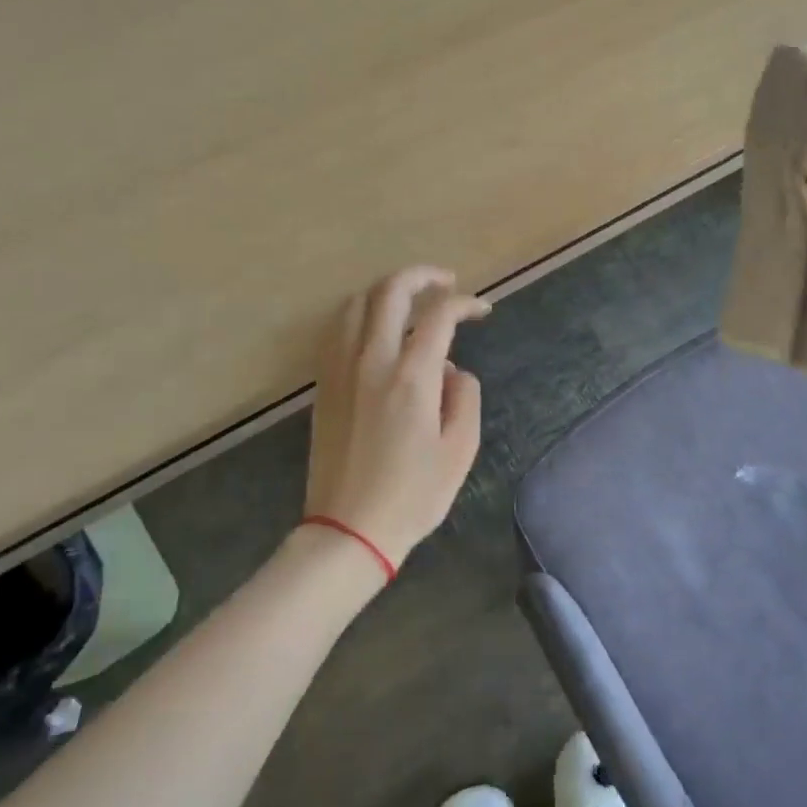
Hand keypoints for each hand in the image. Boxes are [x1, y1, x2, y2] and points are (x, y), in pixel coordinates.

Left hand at [304, 265, 487, 569]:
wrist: (348, 530)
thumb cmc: (413, 495)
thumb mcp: (460, 450)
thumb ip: (463, 396)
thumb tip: (450, 368)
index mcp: (410, 377)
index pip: (439, 315)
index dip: (465, 303)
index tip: (482, 309)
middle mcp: (371, 361)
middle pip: (390, 291)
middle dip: (423, 276)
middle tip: (447, 282)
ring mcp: (340, 370)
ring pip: (356, 303)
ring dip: (388, 291)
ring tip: (412, 301)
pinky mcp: (324, 384)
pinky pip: (337, 329)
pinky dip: (361, 313)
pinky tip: (377, 328)